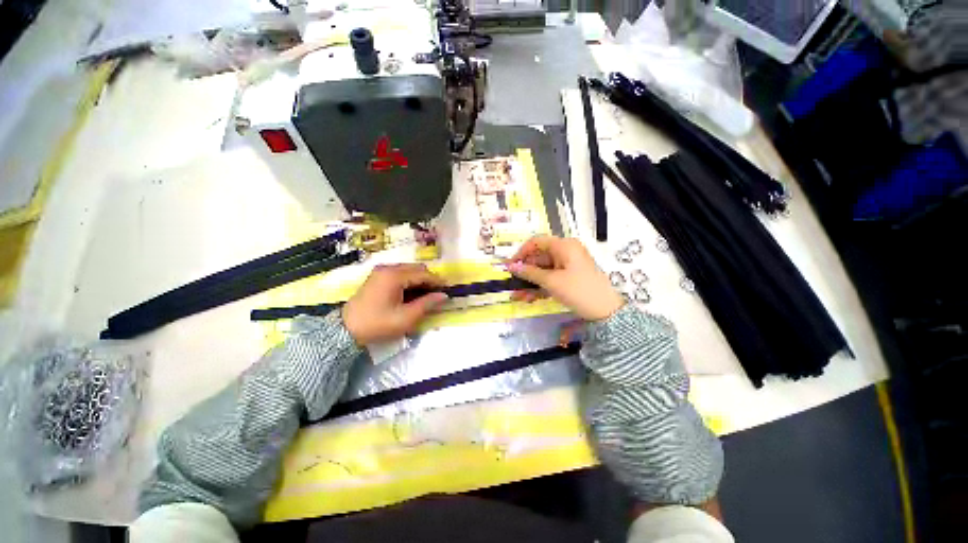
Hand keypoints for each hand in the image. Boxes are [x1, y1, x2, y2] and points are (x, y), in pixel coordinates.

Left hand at [342, 264, 447, 344]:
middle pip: (416, 268)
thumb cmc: (377, 324)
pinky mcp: (377, 277)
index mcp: (394, 276)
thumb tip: (444, 296)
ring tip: (426, 295)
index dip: (437, 281)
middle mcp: (388, 268)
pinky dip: (409, 281)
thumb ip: (427, 304)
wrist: (345, 330)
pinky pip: (400, 274)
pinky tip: (412, 294)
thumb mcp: (405, 318)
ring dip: (420, 280)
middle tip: (437, 294)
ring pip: (409, 270)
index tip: (448, 290)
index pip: (423, 274)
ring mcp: (381, 271)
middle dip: (429, 279)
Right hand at [507, 235, 623, 320]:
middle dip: (525, 272)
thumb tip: (511, 267)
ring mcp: (568, 265)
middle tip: (513, 284)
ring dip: (531, 282)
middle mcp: (566, 251)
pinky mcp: (570, 276)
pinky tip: (530, 298)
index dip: (521, 252)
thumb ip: (530, 273)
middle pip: (539, 257)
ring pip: (543, 270)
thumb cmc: (579, 291)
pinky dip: (541, 286)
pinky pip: (551, 277)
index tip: (510, 266)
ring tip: (519, 296)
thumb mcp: (552, 282)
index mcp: (564, 246)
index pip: (537, 242)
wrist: (606, 311)